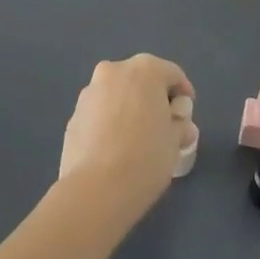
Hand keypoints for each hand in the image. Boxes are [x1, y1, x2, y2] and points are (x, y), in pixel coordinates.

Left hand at [58, 53, 193, 219]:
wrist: (95, 189)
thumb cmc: (145, 157)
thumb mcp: (175, 142)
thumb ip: (180, 126)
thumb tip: (181, 127)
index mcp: (145, 69)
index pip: (172, 74)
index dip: (183, 94)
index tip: (186, 116)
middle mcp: (114, 71)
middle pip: (141, 80)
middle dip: (153, 98)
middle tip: (163, 125)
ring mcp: (90, 92)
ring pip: (117, 94)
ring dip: (128, 108)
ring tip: (136, 139)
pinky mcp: (73, 115)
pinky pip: (99, 113)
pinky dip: (109, 122)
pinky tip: (114, 148)